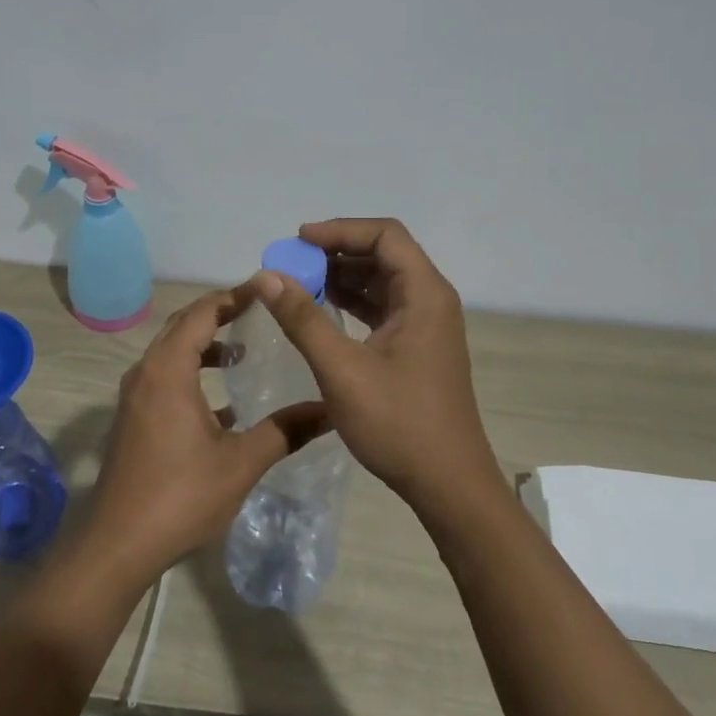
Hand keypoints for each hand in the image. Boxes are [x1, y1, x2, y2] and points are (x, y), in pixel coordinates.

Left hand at [78, 288, 321, 588]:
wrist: (118, 544)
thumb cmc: (180, 496)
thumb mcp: (240, 463)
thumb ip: (285, 431)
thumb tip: (329, 410)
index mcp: (168, 370)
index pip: (202, 312)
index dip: (234, 296)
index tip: (266, 289)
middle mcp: (146, 372)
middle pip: (183, 325)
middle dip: (220, 314)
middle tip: (259, 311)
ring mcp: (134, 396)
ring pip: (171, 352)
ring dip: (204, 345)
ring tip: (242, 352)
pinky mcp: (132, 418)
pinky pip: (163, 378)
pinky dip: (190, 374)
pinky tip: (222, 405)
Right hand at [247, 218, 500, 515]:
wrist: (448, 484)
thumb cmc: (398, 423)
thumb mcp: (342, 369)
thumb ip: (303, 318)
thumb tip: (267, 276)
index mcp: (424, 294)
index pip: (385, 236)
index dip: (341, 230)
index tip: (298, 240)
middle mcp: (431, 300)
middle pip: (384, 254)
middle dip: (337, 253)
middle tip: (292, 264)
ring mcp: (426, 325)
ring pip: (382, 282)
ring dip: (343, 277)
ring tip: (299, 284)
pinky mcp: (417, 347)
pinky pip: (383, 308)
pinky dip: (353, 303)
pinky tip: (322, 311)